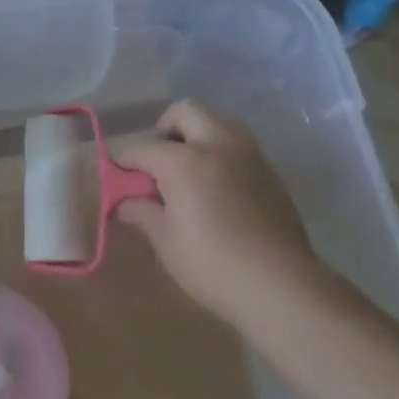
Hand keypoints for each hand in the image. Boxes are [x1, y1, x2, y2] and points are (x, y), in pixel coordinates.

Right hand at [112, 100, 325, 330]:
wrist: (283, 287)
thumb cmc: (214, 265)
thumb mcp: (166, 242)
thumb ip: (141, 212)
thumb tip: (124, 202)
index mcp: (184, 161)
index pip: (142, 148)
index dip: (122, 159)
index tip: (114, 173)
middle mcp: (217, 145)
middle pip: (184, 111)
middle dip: (164, 128)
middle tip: (157, 161)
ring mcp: (248, 154)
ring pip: (216, 120)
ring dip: (196, 134)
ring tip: (188, 169)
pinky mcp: (269, 170)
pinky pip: (237, 144)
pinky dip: (219, 151)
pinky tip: (216, 186)